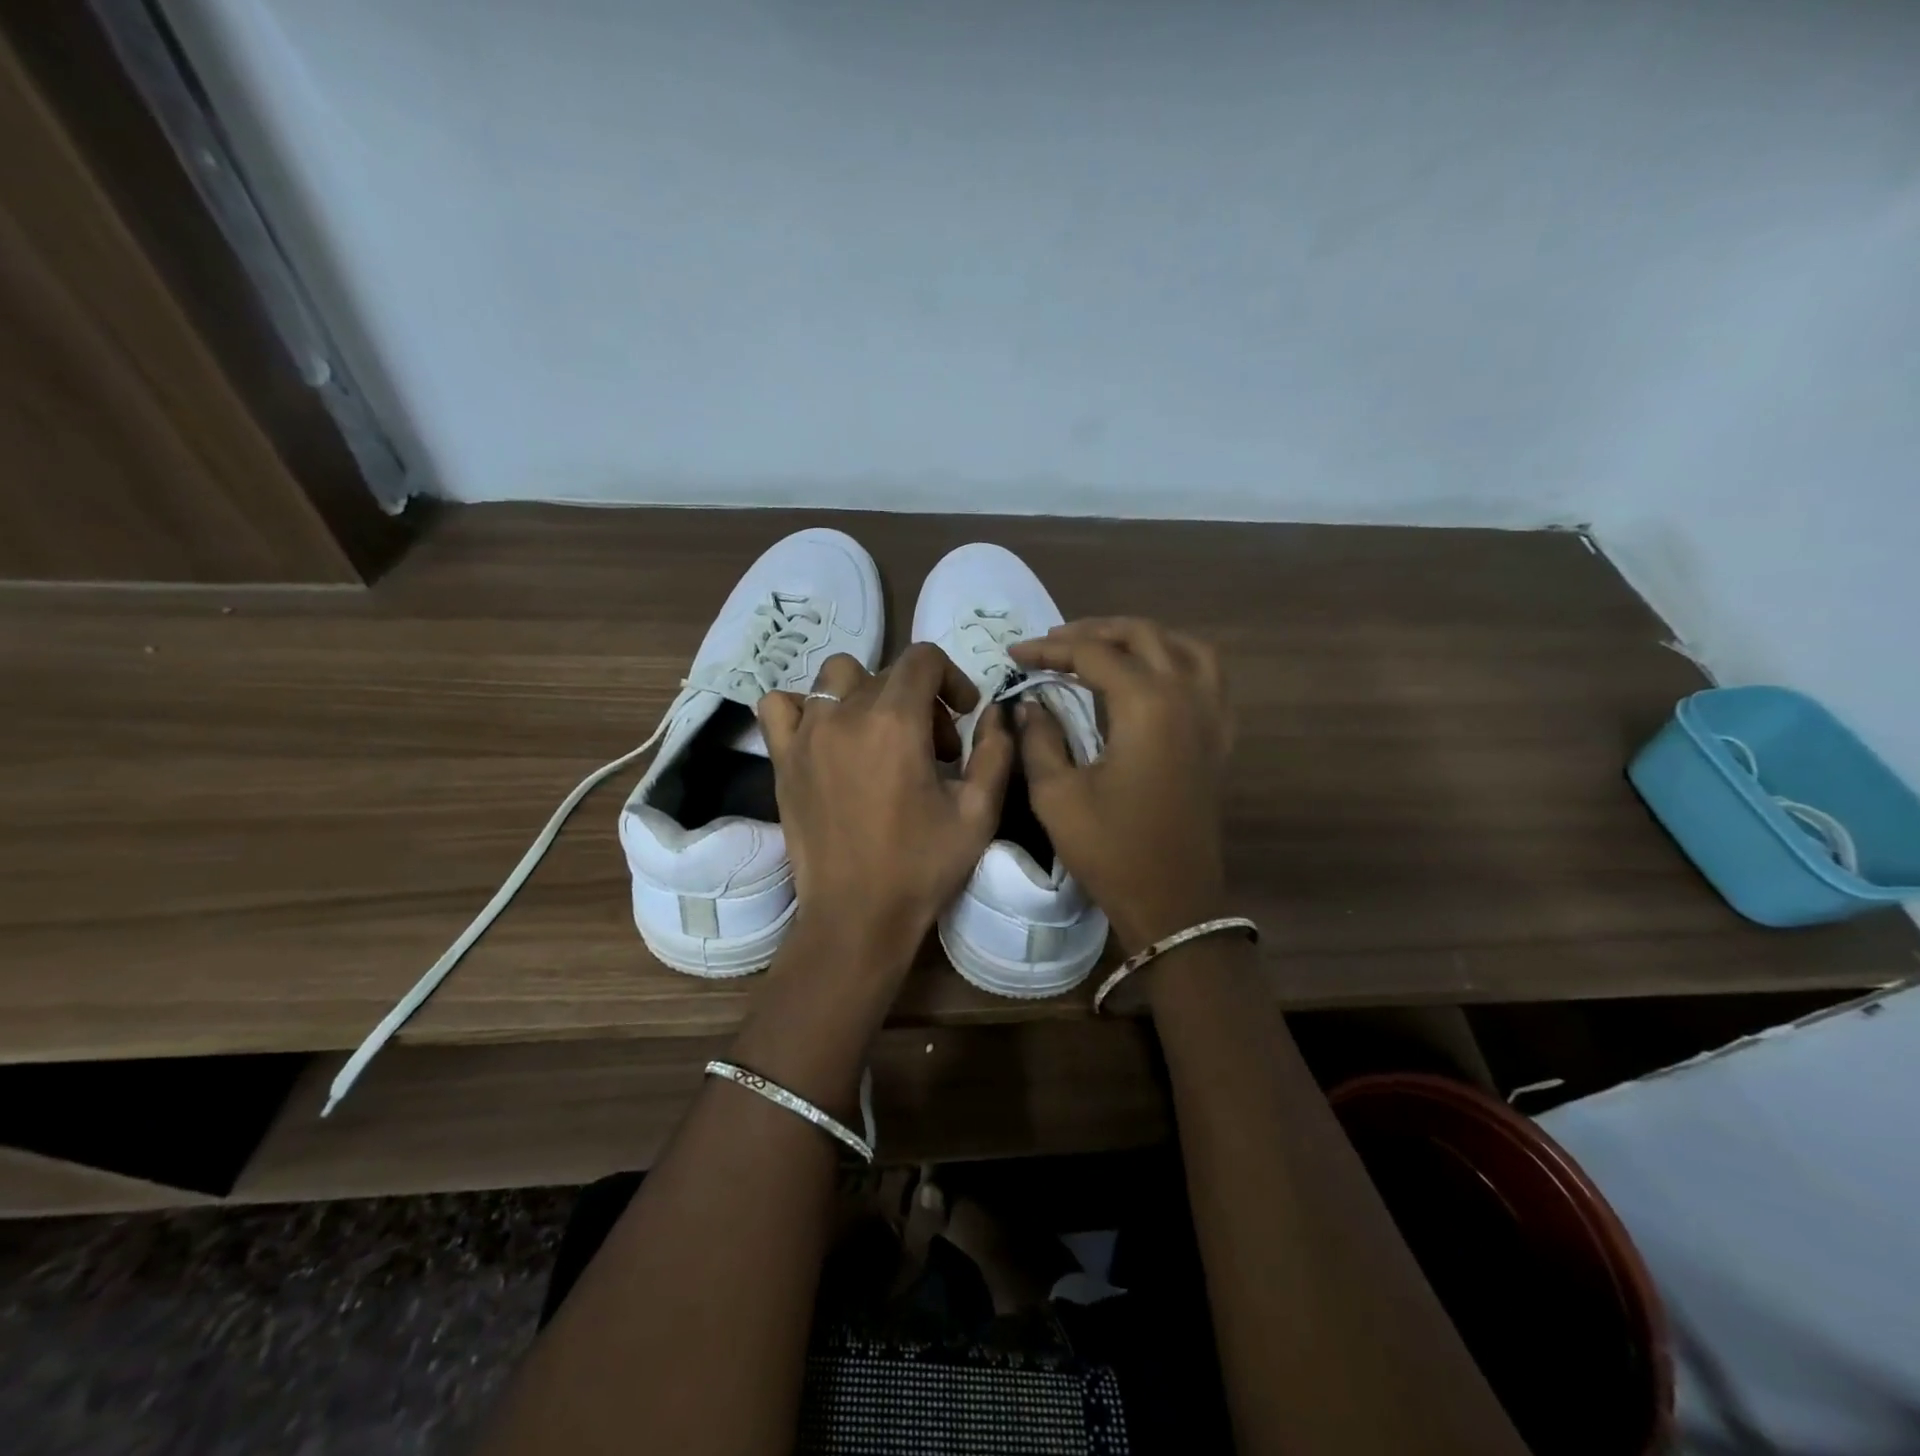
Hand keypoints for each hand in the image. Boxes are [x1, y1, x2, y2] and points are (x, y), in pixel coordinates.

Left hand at [757, 644, 1014, 978]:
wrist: (856, 916)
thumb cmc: (922, 866)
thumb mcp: (979, 813)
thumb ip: (995, 752)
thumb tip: (997, 713)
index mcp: (895, 722)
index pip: (922, 658)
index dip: (952, 678)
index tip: (964, 716)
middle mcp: (845, 714)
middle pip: (886, 673)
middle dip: (920, 699)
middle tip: (934, 750)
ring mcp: (807, 734)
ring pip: (836, 679)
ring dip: (866, 695)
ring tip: (880, 737)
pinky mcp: (782, 759)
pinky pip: (780, 706)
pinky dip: (804, 708)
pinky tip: (826, 737)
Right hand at [1009, 618, 1232, 953]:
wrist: (1172, 902)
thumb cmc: (1111, 849)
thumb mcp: (1057, 795)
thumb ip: (1040, 738)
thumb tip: (1030, 704)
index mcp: (1147, 705)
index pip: (1092, 653)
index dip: (1048, 649)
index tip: (1013, 655)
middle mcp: (1187, 696)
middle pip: (1142, 636)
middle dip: (1093, 631)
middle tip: (1052, 644)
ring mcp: (1211, 716)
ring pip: (1183, 647)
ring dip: (1142, 638)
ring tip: (1105, 647)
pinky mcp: (1219, 738)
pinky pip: (1208, 677)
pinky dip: (1178, 661)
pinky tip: (1154, 678)